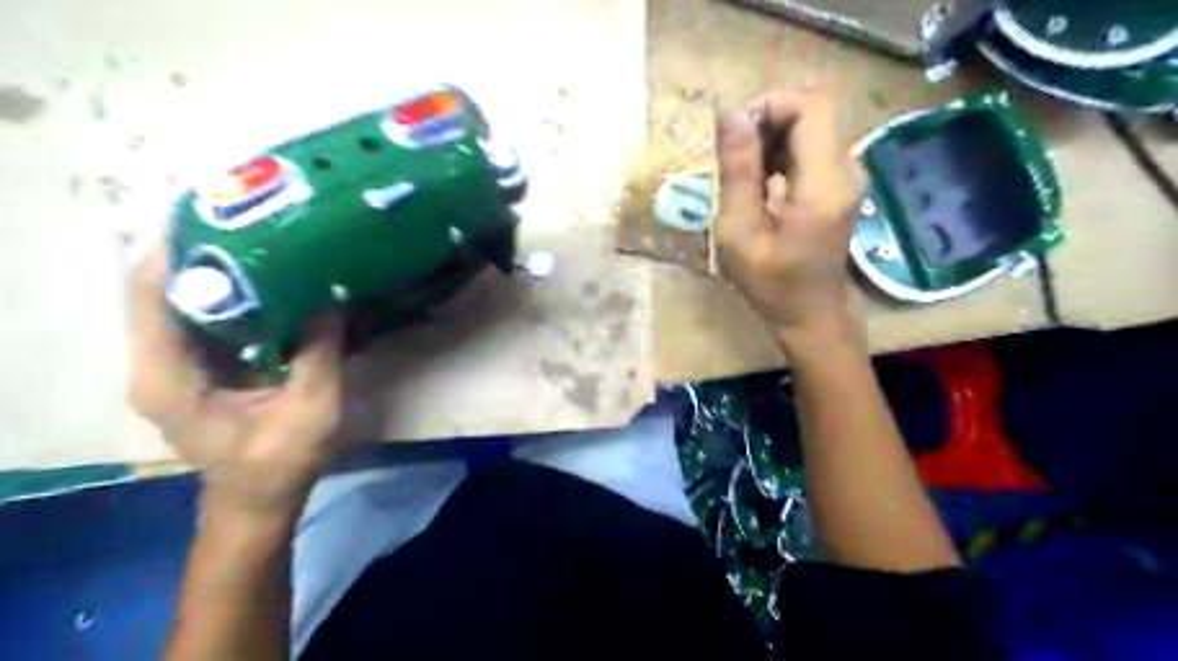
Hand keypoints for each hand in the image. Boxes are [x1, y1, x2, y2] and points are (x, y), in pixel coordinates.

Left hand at [132, 242, 348, 515]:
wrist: (260, 502)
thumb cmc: (278, 463)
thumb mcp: (311, 408)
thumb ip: (319, 350)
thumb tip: (331, 294)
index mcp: (169, 375)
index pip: (151, 294)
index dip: (178, 250)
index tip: (221, 215)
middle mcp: (158, 363)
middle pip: (165, 289)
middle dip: (206, 252)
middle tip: (256, 221)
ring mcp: (176, 366)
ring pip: (186, 302)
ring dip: (222, 272)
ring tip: (266, 241)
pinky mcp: (199, 369)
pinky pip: (208, 319)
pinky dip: (235, 297)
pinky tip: (273, 283)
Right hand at [714, 88, 861, 340]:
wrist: (810, 314)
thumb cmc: (770, 282)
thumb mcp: (739, 232)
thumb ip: (737, 172)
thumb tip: (730, 112)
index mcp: (823, 182)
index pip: (810, 105)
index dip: (769, 105)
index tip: (735, 136)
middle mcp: (846, 169)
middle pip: (812, 109)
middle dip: (767, 121)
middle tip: (734, 158)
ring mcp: (848, 175)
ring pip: (812, 124)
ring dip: (772, 137)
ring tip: (744, 174)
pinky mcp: (840, 182)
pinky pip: (812, 145)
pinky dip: (782, 151)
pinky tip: (762, 182)